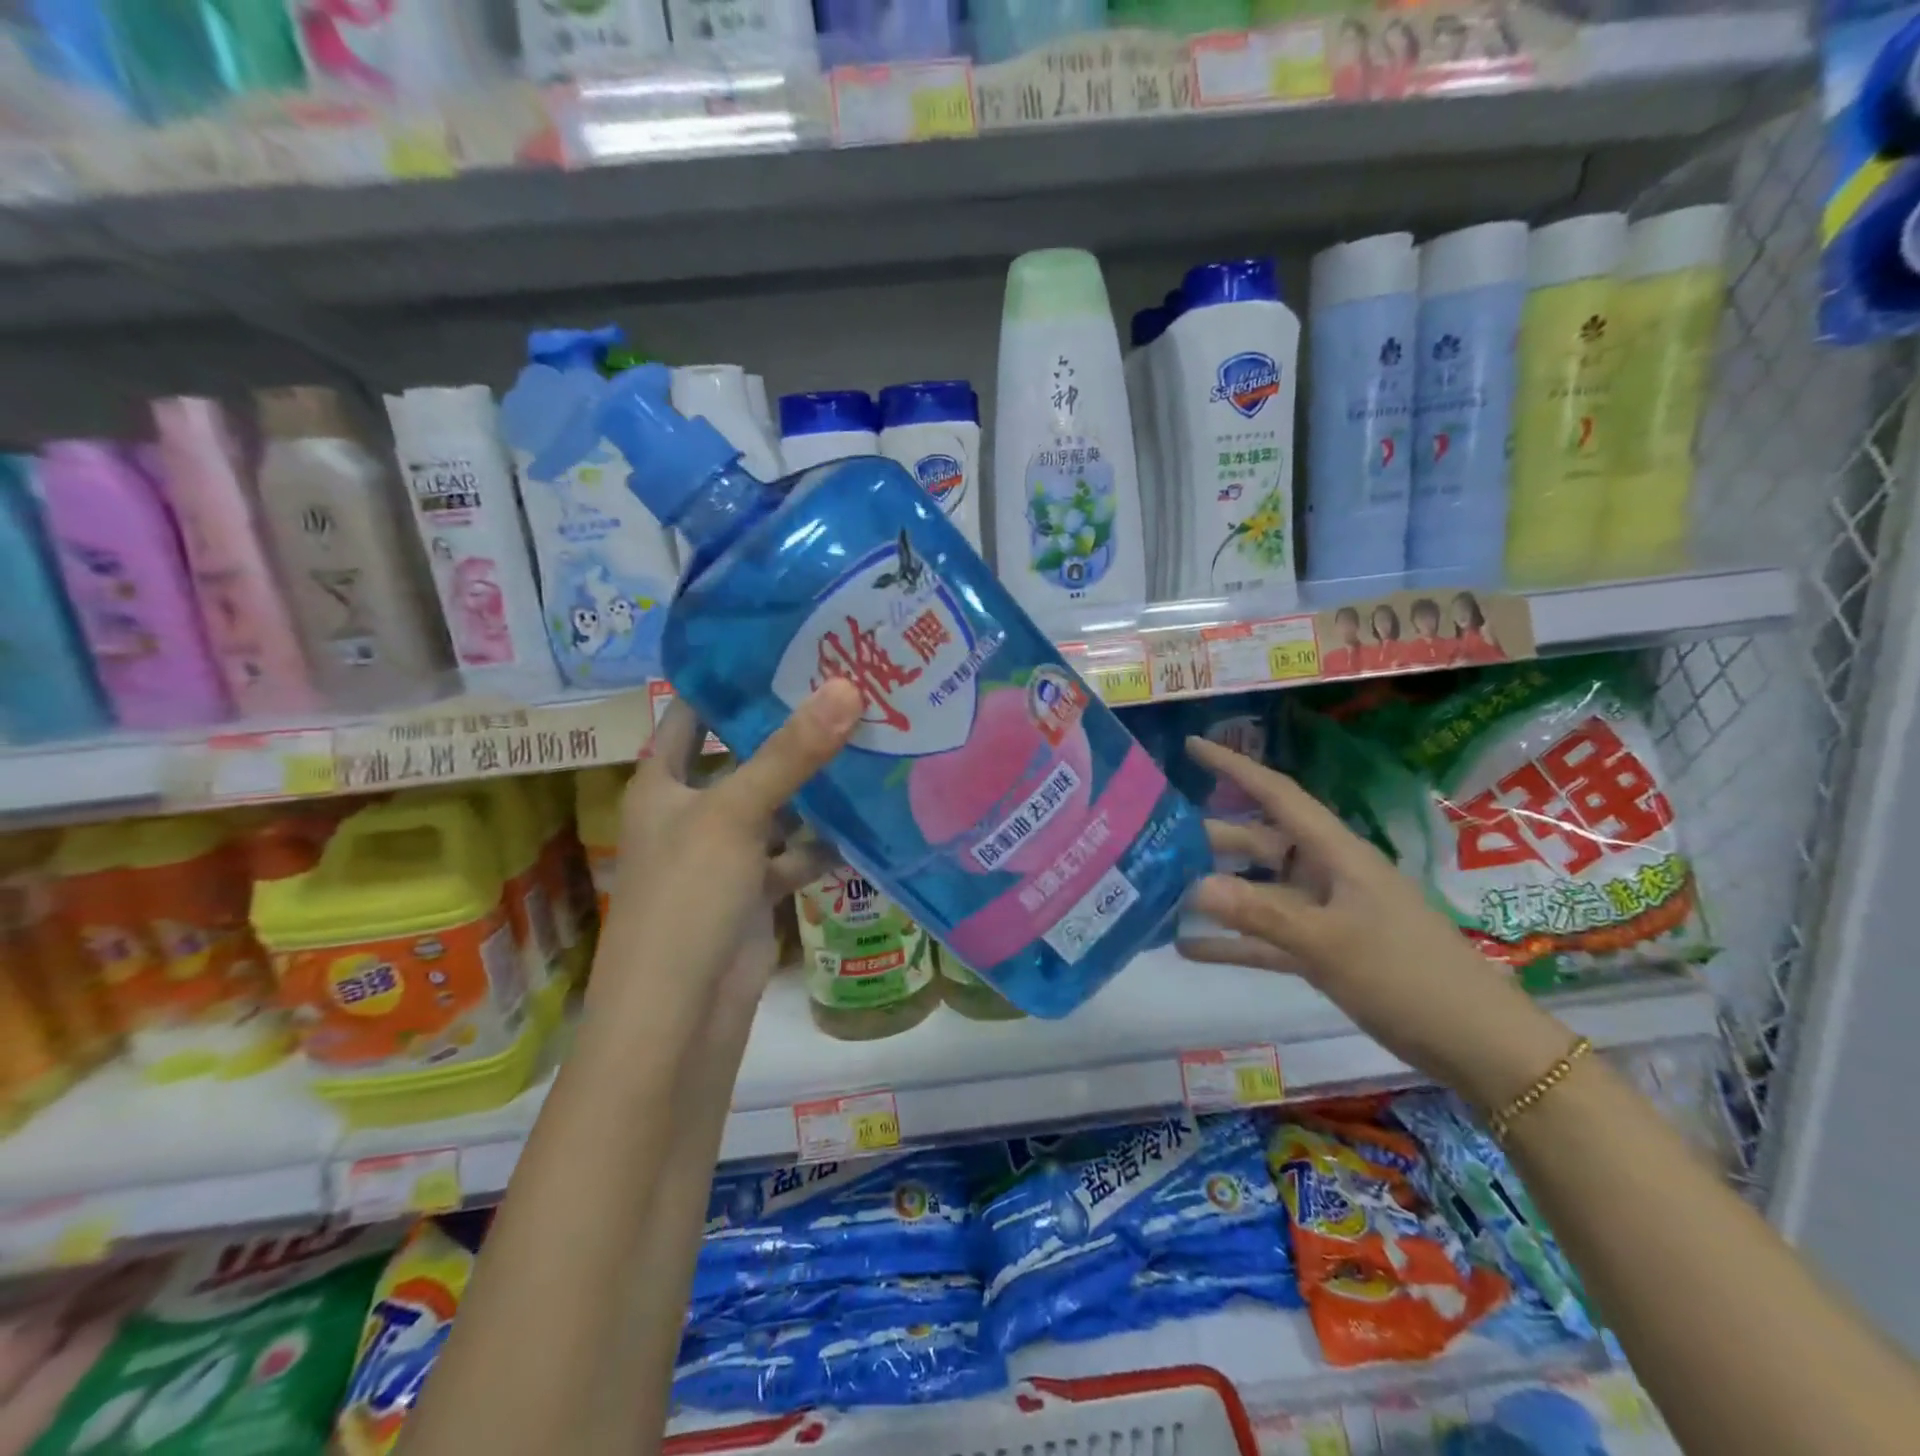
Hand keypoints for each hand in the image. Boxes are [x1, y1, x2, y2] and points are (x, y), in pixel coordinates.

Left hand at [587, 678, 862, 1023]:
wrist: (679, 1018)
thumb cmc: (685, 899)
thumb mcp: (733, 815)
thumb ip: (790, 754)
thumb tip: (846, 687)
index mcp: (661, 782)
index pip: (691, 713)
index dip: (729, 680)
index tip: (785, 647)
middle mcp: (690, 811)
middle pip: (743, 757)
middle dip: (789, 732)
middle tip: (848, 692)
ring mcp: (723, 854)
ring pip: (774, 807)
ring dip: (813, 789)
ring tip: (869, 744)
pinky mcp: (752, 893)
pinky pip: (792, 854)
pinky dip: (821, 843)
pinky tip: (864, 822)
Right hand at [1176, 736, 1566, 1109]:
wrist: (1475, 1044)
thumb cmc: (1408, 976)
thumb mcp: (1329, 943)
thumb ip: (1259, 914)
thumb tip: (1193, 888)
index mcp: (1335, 852)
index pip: (1277, 794)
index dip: (1234, 767)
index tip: (1190, 746)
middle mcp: (1325, 873)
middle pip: (1258, 841)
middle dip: (1209, 837)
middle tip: (1153, 836)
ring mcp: (1323, 912)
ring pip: (1257, 890)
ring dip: (1215, 891)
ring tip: (1159, 889)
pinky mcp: (1322, 950)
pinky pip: (1266, 937)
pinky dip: (1232, 941)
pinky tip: (1188, 948)